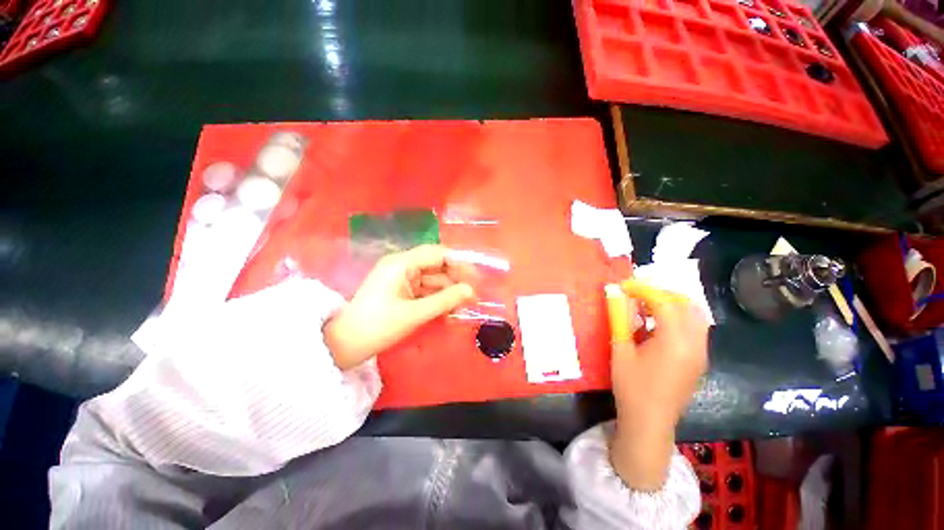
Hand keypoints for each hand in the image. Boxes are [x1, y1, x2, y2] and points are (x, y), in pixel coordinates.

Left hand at [324, 245, 476, 369]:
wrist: (344, 345)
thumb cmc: (377, 326)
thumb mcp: (414, 313)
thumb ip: (445, 300)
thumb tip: (471, 291)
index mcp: (402, 263)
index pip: (437, 254)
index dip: (458, 263)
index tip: (475, 278)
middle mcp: (402, 266)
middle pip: (436, 267)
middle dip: (455, 281)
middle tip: (472, 297)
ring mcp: (401, 279)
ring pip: (432, 280)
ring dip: (447, 293)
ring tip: (462, 308)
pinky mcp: (401, 292)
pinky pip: (424, 291)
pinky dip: (436, 300)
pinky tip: (448, 312)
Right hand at [608, 280, 708, 489]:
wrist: (650, 422)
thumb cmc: (632, 386)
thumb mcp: (621, 350)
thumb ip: (620, 320)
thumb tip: (614, 295)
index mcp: (675, 341)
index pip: (665, 302)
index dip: (644, 290)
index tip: (624, 286)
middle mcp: (695, 344)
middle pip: (686, 304)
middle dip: (661, 294)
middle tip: (637, 295)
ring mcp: (701, 352)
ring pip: (694, 315)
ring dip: (672, 305)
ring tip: (647, 307)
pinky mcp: (699, 360)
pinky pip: (694, 328)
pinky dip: (678, 318)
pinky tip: (657, 326)